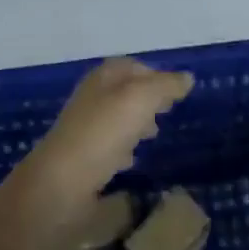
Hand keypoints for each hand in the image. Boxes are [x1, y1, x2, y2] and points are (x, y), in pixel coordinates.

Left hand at [17, 58, 192, 218]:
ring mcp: (85, 128)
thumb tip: (187, 77)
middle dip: (148, 100)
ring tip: (154, 136)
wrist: (61, 183)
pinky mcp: (82, 158)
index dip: (155, 75)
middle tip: (167, 113)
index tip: (176, 93)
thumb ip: (166, 86)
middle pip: (125, 92)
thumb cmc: (103, 132)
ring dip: (136, 124)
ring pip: (117, 119)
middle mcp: (92, 98)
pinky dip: (122, 149)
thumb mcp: (141, 99)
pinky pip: (108, 146)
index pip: (133, 66)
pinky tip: (131, 160)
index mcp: (103, 78)